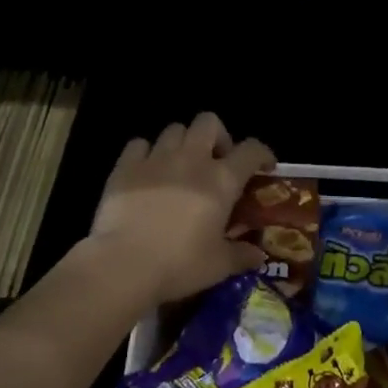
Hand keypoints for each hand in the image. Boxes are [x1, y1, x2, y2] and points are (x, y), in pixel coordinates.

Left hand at [87, 112, 275, 308]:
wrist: (123, 264)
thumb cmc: (180, 264)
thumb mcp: (219, 266)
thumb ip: (241, 255)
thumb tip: (258, 255)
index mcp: (221, 180)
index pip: (251, 150)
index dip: (262, 153)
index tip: (264, 166)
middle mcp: (192, 159)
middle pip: (208, 122)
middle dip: (217, 136)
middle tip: (215, 161)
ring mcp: (156, 159)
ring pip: (174, 129)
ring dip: (182, 142)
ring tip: (180, 166)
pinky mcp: (125, 167)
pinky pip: (139, 144)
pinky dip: (146, 152)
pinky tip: (147, 171)